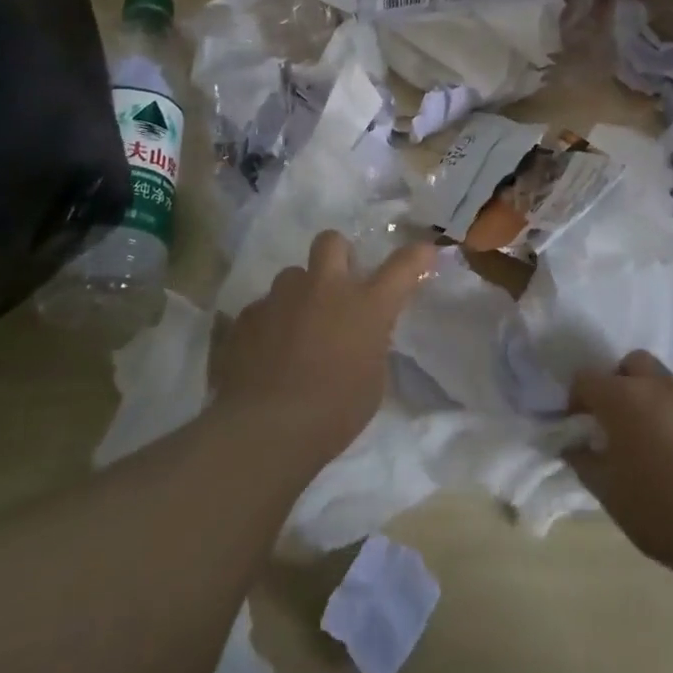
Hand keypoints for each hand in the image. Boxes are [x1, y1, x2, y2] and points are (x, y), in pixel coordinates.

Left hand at [213, 231, 433, 474]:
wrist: (265, 431)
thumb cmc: (333, 413)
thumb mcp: (372, 380)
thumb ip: (371, 344)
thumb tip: (363, 333)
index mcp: (365, 305)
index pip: (402, 266)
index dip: (417, 255)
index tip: (425, 252)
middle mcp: (324, 288)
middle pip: (331, 242)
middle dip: (337, 254)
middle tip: (338, 283)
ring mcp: (281, 298)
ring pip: (292, 275)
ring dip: (299, 294)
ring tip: (295, 327)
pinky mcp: (247, 316)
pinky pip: (262, 308)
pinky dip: (269, 324)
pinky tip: (266, 353)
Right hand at [566, 350, 672, 574]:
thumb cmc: (658, 510)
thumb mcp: (608, 493)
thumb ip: (583, 461)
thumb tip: (572, 445)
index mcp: (624, 397)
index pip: (587, 378)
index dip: (576, 398)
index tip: (579, 425)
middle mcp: (659, 387)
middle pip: (631, 363)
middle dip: (619, 382)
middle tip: (615, 419)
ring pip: (664, 383)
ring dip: (650, 399)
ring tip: (649, 440)